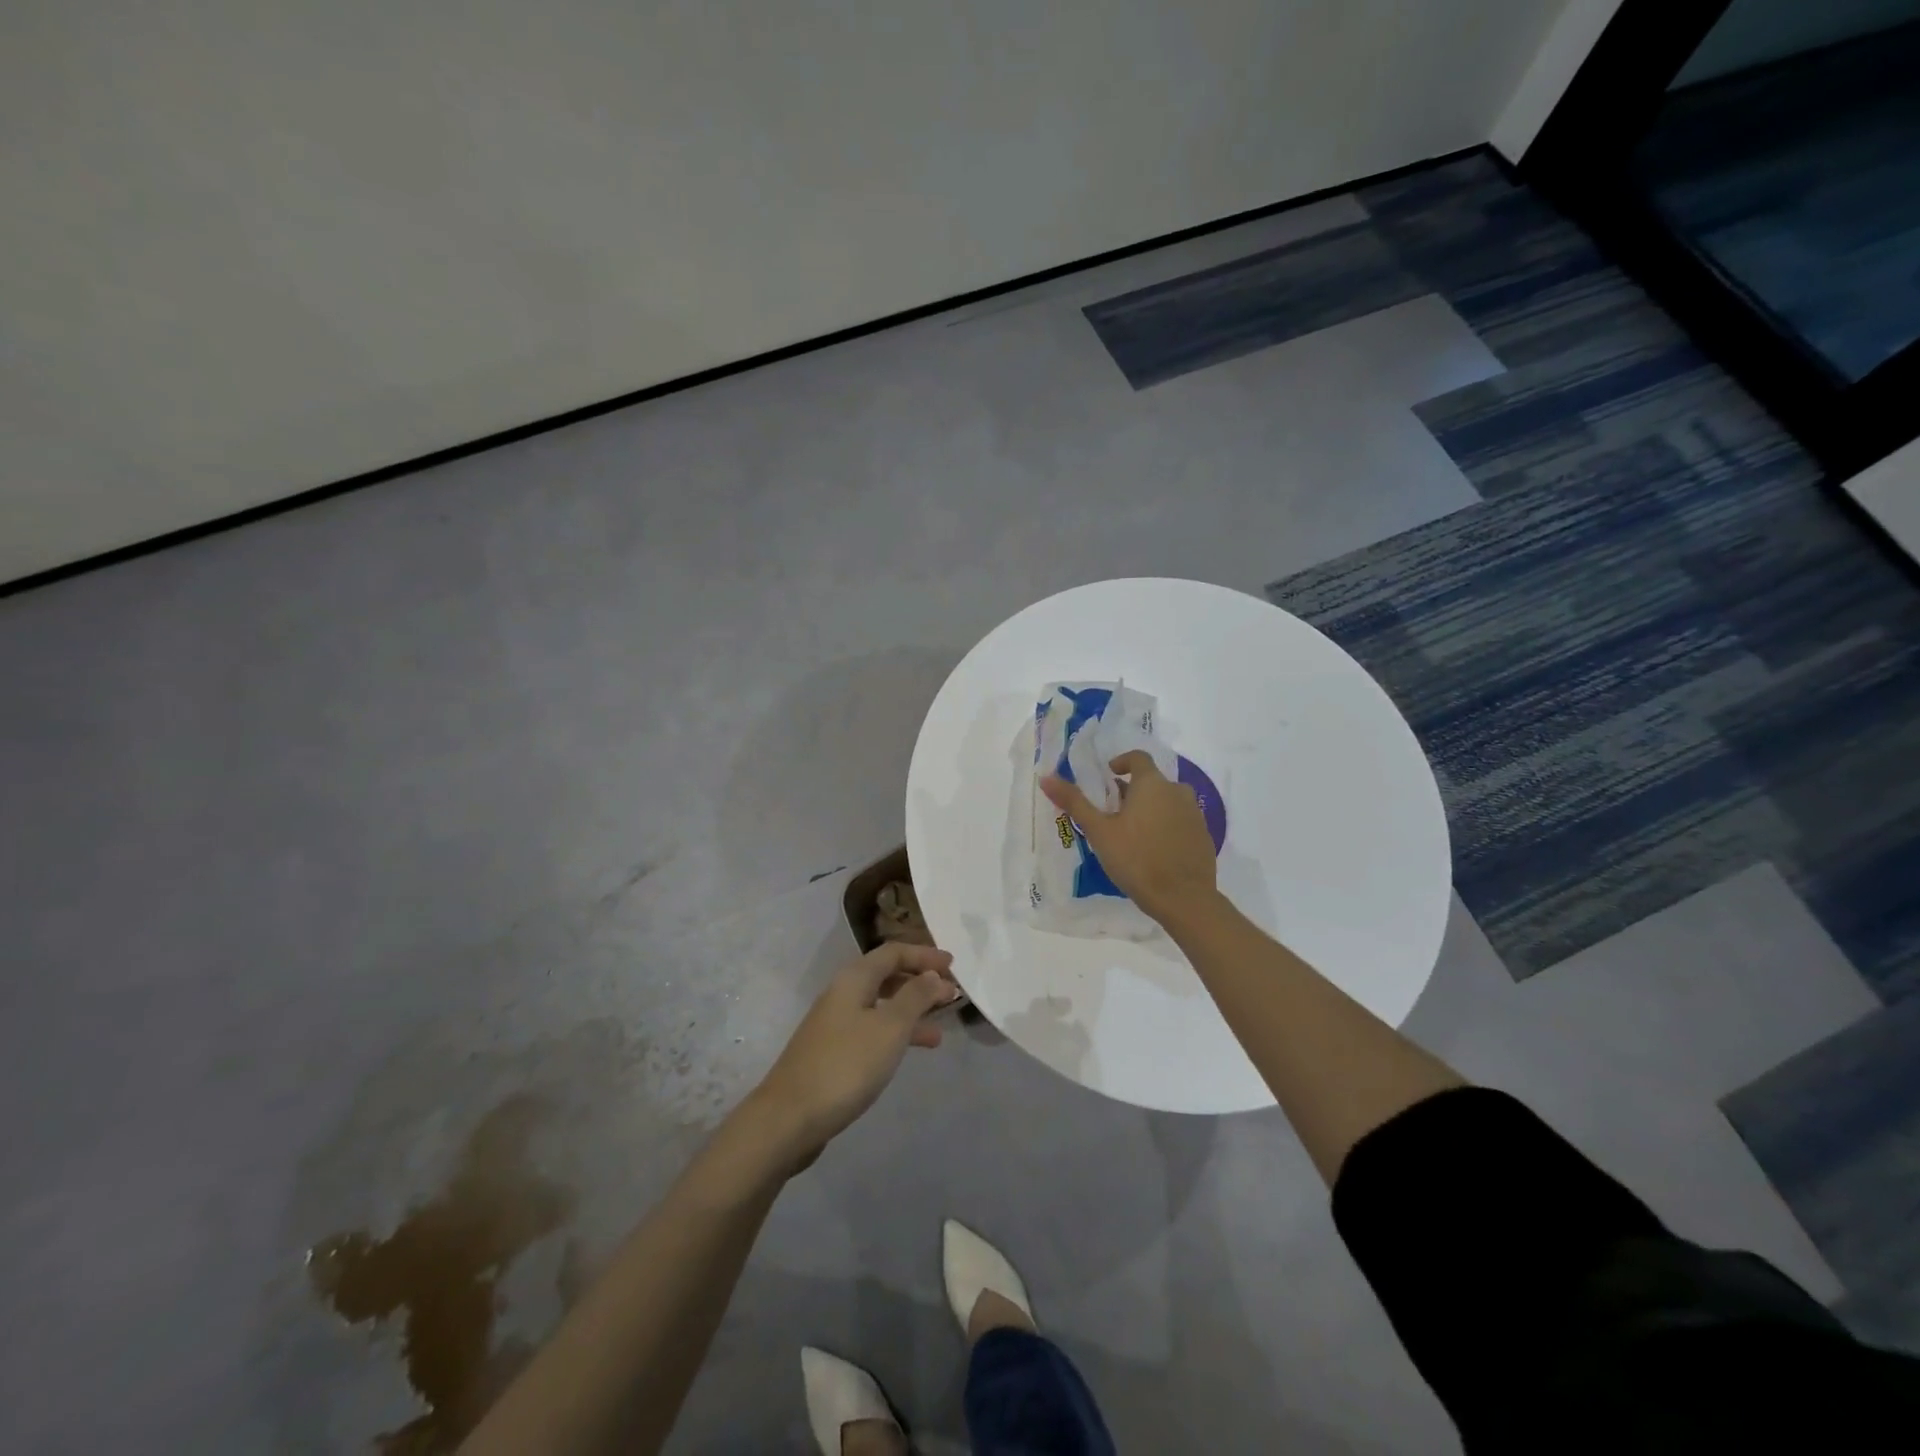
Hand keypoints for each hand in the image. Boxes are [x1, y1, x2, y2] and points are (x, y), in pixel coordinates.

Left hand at [747, 942, 957, 1166]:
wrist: (789, 1119)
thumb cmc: (845, 1065)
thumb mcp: (889, 1027)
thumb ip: (916, 997)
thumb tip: (934, 974)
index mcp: (853, 980)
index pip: (893, 953)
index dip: (924, 955)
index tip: (954, 965)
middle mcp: (842, 994)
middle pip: (886, 976)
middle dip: (920, 982)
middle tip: (951, 994)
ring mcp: (835, 1025)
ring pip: (881, 1006)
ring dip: (911, 1011)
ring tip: (941, 1030)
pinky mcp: (833, 1052)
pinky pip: (873, 1030)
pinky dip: (896, 1034)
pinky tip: (910, 1053)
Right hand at [1042, 750, 1218, 924]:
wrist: (1184, 899)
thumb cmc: (1136, 859)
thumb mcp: (1099, 832)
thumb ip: (1074, 802)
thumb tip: (1046, 777)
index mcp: (1152, 784)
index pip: (1138, 758)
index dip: (1121, 762)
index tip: (1107, 777)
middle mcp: (1177, 791)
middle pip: (1152, 782)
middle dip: (1132, 792)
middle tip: (1112, 814)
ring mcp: (1195, 814)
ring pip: (1168, 802)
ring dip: (1150, 809)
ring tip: (1131, 834)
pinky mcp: (1203, 836)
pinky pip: (1180, 821)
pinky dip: (1166, 826)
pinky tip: (1153, 851)